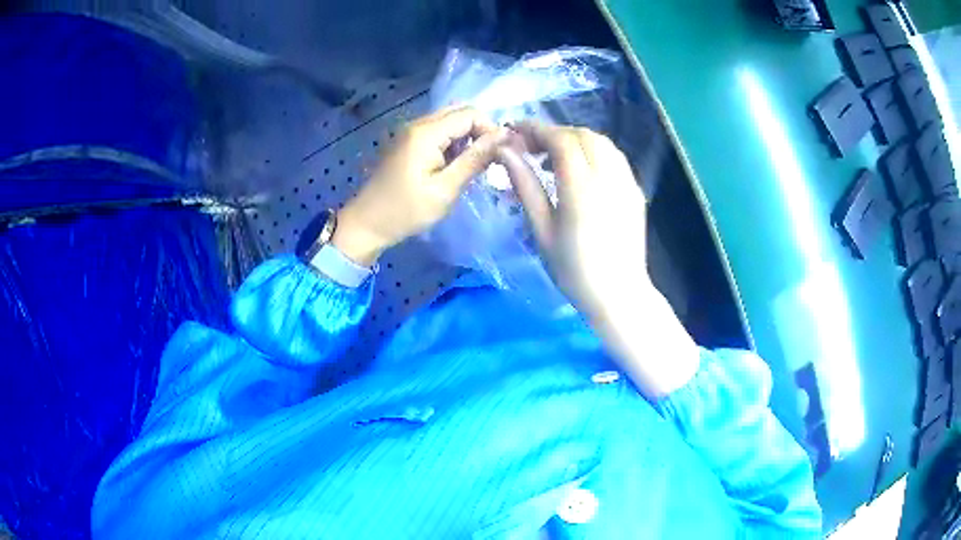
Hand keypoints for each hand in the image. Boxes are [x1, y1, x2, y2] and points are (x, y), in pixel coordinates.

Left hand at [332, 106, 509, 265]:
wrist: (367, 224)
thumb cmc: (406, 211)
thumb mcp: (446, 189)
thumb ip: (475, 159)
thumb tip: (504, 136)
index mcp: (426, 132)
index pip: (470, 113)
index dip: (490, 130)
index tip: (498, 156)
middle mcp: (418, 123)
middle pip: (460, 112)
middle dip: (480, 131)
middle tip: (487, 160)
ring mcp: (411, 132)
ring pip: (449, 121)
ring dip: (466, 138)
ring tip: (472, 167)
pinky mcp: (408, 142)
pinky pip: (438, 132)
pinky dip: (452, 143)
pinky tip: (453, 167)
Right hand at [498, 122, 698, 396]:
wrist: (619, 294)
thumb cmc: (573, 269)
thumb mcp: (542, 229)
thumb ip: (526, 185)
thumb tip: (506, 152)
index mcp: (581, 188)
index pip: (561, 140)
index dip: (537, 129)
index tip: (516, 131)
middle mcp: (608, 177)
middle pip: (583, 135)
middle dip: (555, 133)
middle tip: (532, 147)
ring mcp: (627, 182)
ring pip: (602, 142)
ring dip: (576, 139)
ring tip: (554, 157)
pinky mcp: (635, 191)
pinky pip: (614, 157)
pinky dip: (594, 151)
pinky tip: (581, 169)